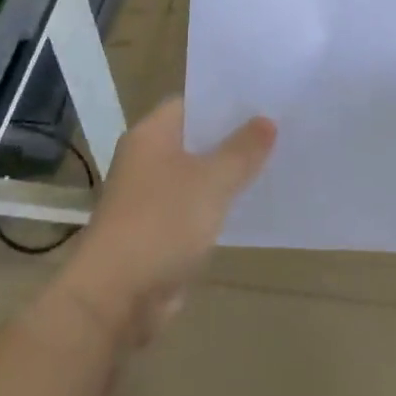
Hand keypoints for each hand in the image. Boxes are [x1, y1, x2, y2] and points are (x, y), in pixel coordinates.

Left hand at [55, 98, 274, 349]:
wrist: (116, 296)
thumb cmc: (162, 223)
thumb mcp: (212, 181)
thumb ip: (242, 150)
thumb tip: (267, 120)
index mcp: (151, 135)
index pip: (191, 102)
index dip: (225, 100)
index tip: (263, 99)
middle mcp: (146, 159)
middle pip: (195, 138)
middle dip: (232, 136)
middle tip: (279, 128)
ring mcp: (149, 196)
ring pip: (197, 174)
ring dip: (227, 173)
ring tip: (274, 162)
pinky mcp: (157, 231)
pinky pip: (194, 207)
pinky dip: (217, 204)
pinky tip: (251, 204)